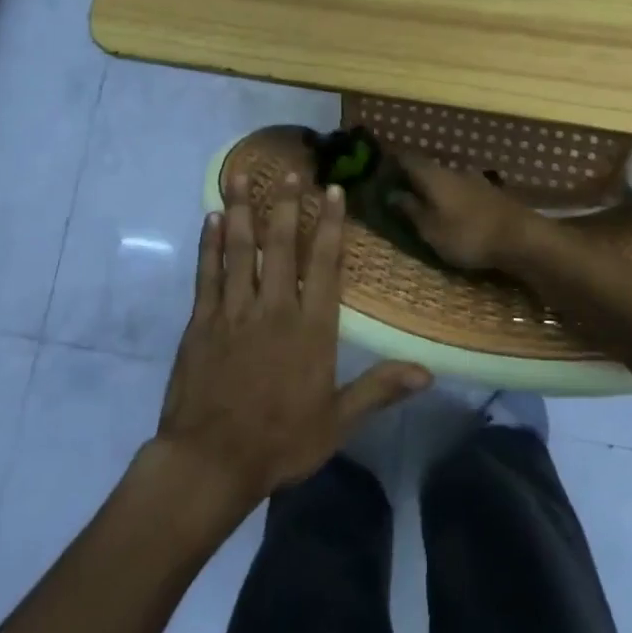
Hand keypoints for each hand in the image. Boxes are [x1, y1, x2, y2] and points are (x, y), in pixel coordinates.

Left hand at [154, 172, 429, 508]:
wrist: (210, 463)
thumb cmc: (280, 442)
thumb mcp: (337, 422)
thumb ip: (379, 390)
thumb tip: (428, 372)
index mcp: (311, 329)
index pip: (324, 265)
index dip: (329, 225)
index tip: (332, 191)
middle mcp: (274, 309)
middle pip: (280, 246)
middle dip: (285, 204)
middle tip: (288, 170)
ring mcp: (235, 311)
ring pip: (240, 249)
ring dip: (243, 210)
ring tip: (242, 175)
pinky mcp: (203, 321)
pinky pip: (208, 273)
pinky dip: (211, 243)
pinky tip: (213, 218)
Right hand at [391, 152, 544, 270]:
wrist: (521, 237)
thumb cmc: (467, 234)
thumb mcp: (431, 229)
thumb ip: (410, 210)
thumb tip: (392, 193)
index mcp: (433, 175)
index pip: (406, 158)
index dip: (391, 161)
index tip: (378, 168)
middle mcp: (452, 169)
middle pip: (426, 167)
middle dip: (411, 175)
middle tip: (396, 188)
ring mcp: (474, 179)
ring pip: (445, 177)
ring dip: (432, 186)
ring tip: (421, 201)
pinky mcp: (489, 192)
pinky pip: (460, 188)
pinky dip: (449, 195)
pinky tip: (449, 208)